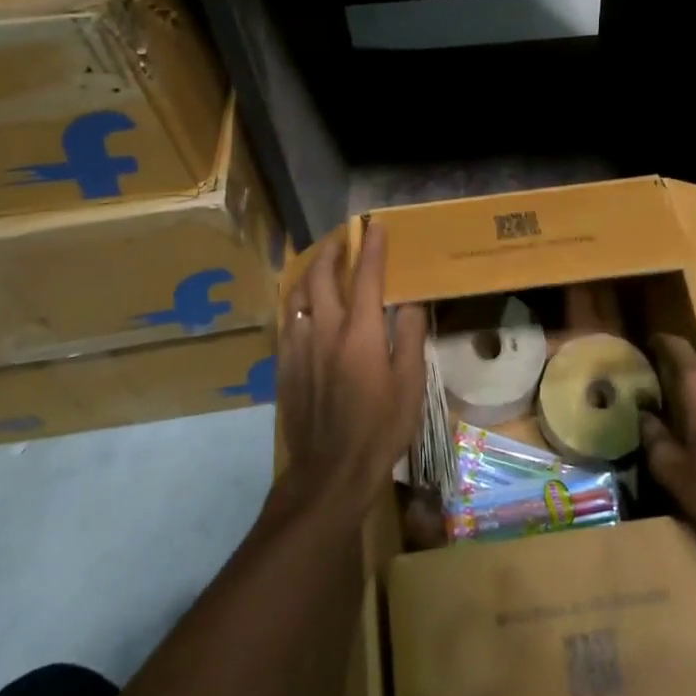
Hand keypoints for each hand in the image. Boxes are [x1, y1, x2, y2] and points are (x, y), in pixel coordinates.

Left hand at [277, 222, 425, 512]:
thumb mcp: (410, 384)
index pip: (366, 276)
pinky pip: (287, 321)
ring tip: (319, 264)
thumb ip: (408, 337)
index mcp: (359, 333)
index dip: (371, 247)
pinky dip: (297, 303)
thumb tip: (408, 303)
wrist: (330, 470)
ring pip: (297, 295)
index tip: (374, 224)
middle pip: (321, 276)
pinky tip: (303, 307)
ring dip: (308, 272)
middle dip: (331, 250)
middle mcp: (325, 330)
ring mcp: (299, 348)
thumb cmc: (380, 427)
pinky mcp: (284, 366)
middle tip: (342, 238)